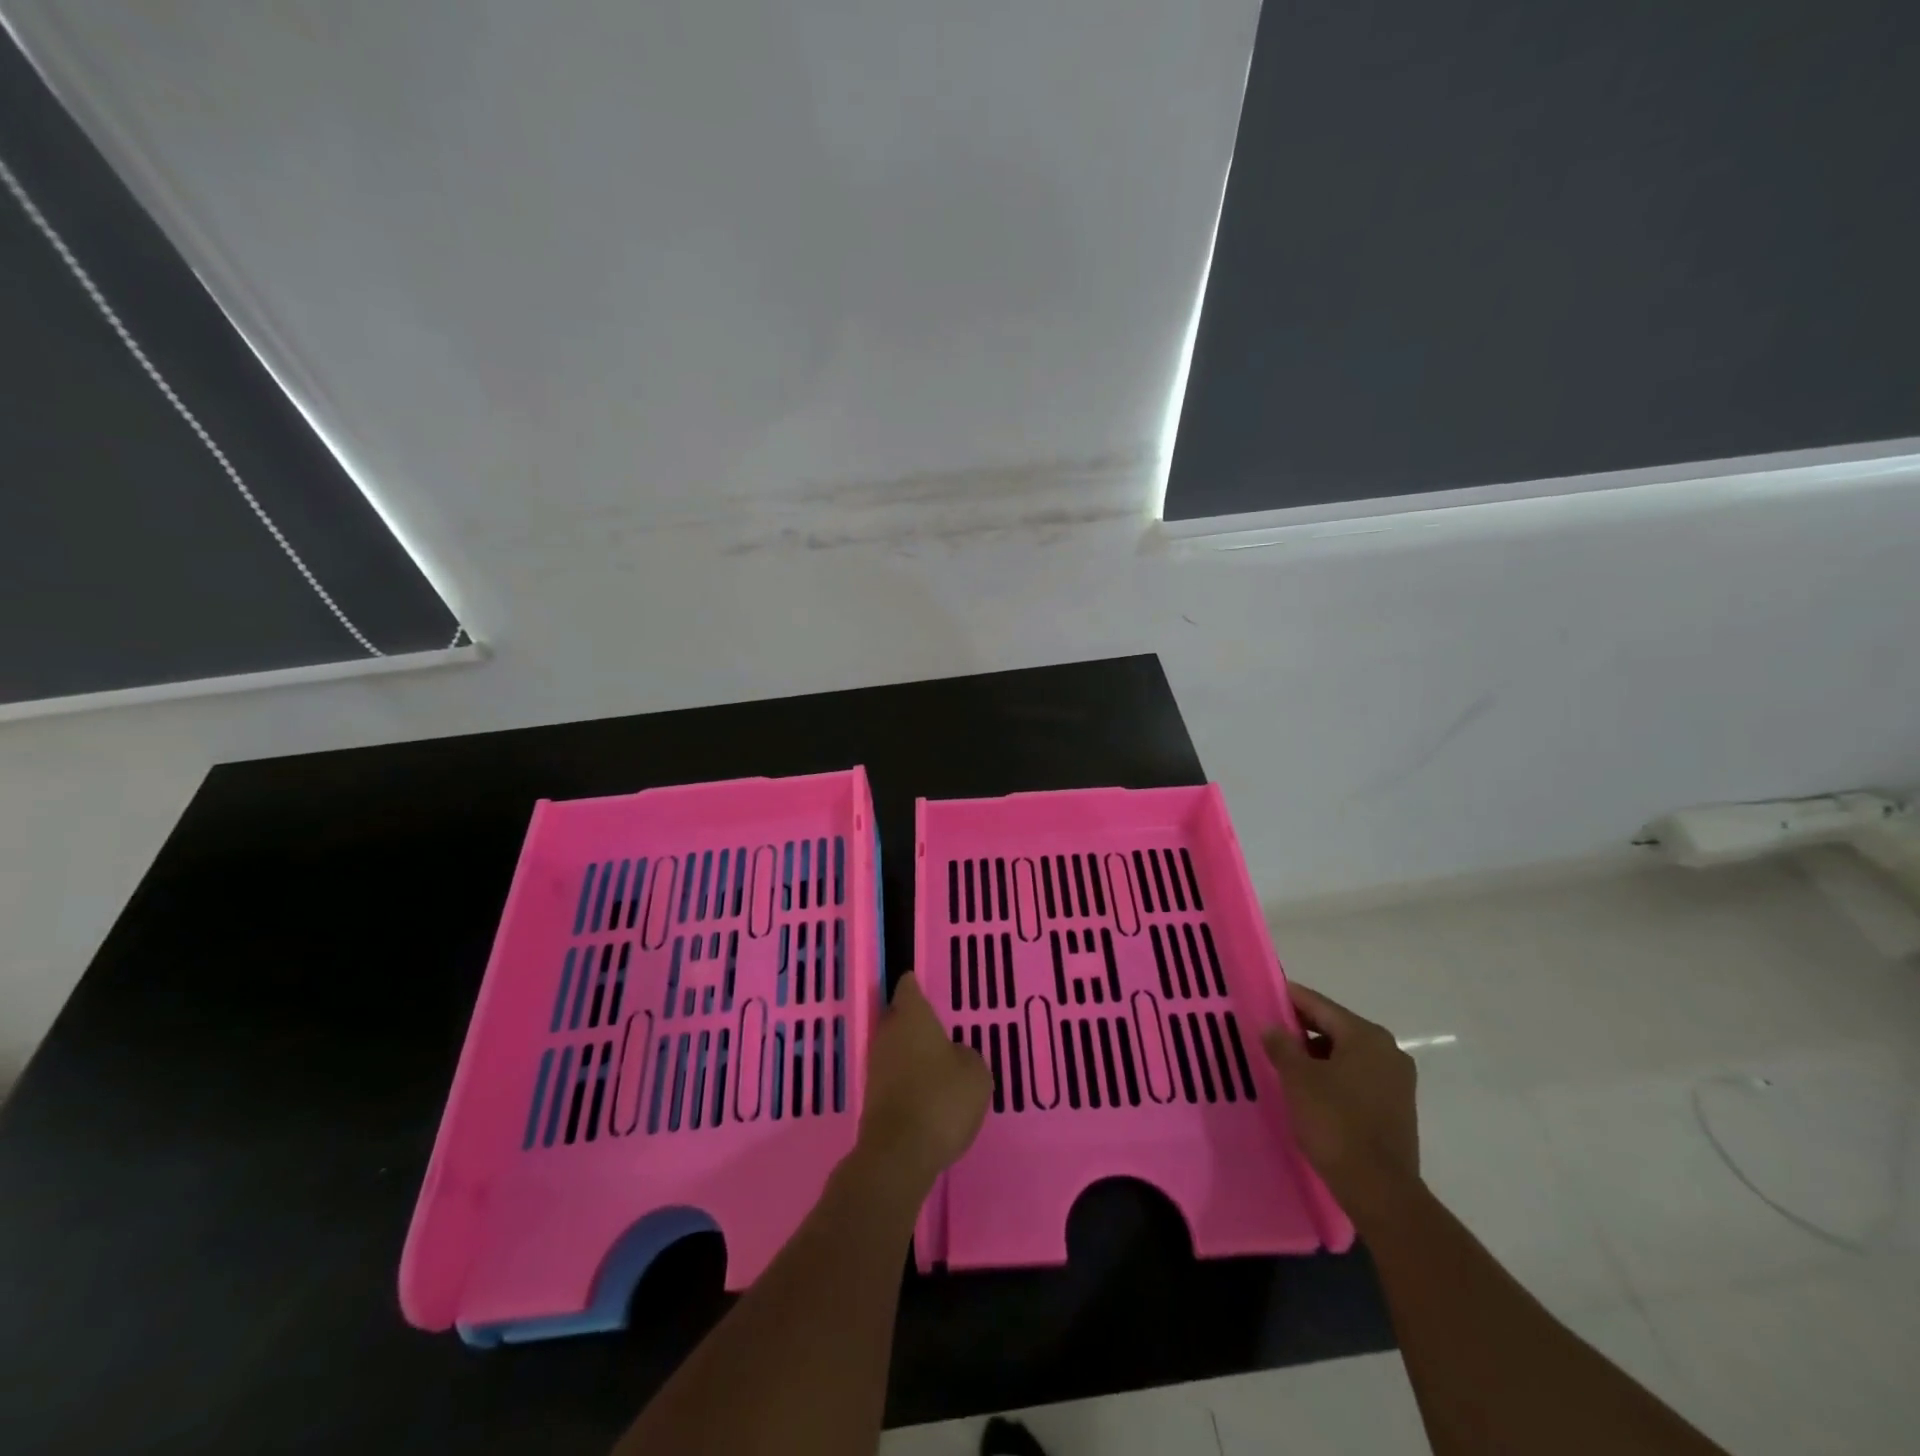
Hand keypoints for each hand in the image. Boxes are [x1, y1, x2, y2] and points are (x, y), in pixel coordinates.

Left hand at [855, 973, 990, 1194]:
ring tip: (935, 1060)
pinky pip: (892, 1075)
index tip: (923, 983)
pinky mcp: (872, 1096)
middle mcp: (888, 1033)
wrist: (899, 1153)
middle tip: (937, 1025)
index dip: (916, 984)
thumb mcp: (975, 1074)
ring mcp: (876, 1065)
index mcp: (912, 1016)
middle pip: (898, 1016)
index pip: (909, 987)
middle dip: (913, 1019)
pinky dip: (906, 1078)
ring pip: (894, 1047)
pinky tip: (925, 1091)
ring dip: (910, 1051)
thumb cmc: (941, 1099)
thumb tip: (954, 1055)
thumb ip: (967, 1055)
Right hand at [1263, 983, 1419, 1228]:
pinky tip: (1310, 1090)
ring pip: (1346, 1054)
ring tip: (1284, 1064)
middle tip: (1268, 1032)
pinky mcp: (1396, 1108)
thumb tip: (1273, 1028)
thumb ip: (1282, 1045)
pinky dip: (1333, 1076)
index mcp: (1366, 1036)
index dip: (1289, 998)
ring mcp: (1396, 1081)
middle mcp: (1388, 1051)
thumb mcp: (1297, 1079)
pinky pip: (1357, 1077)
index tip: (1263, 996)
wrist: (1379, 1190)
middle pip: (1335, 1027)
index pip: (1319, 1005)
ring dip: (1316, 1055)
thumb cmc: (1335, 1123)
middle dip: (1301, 1029)